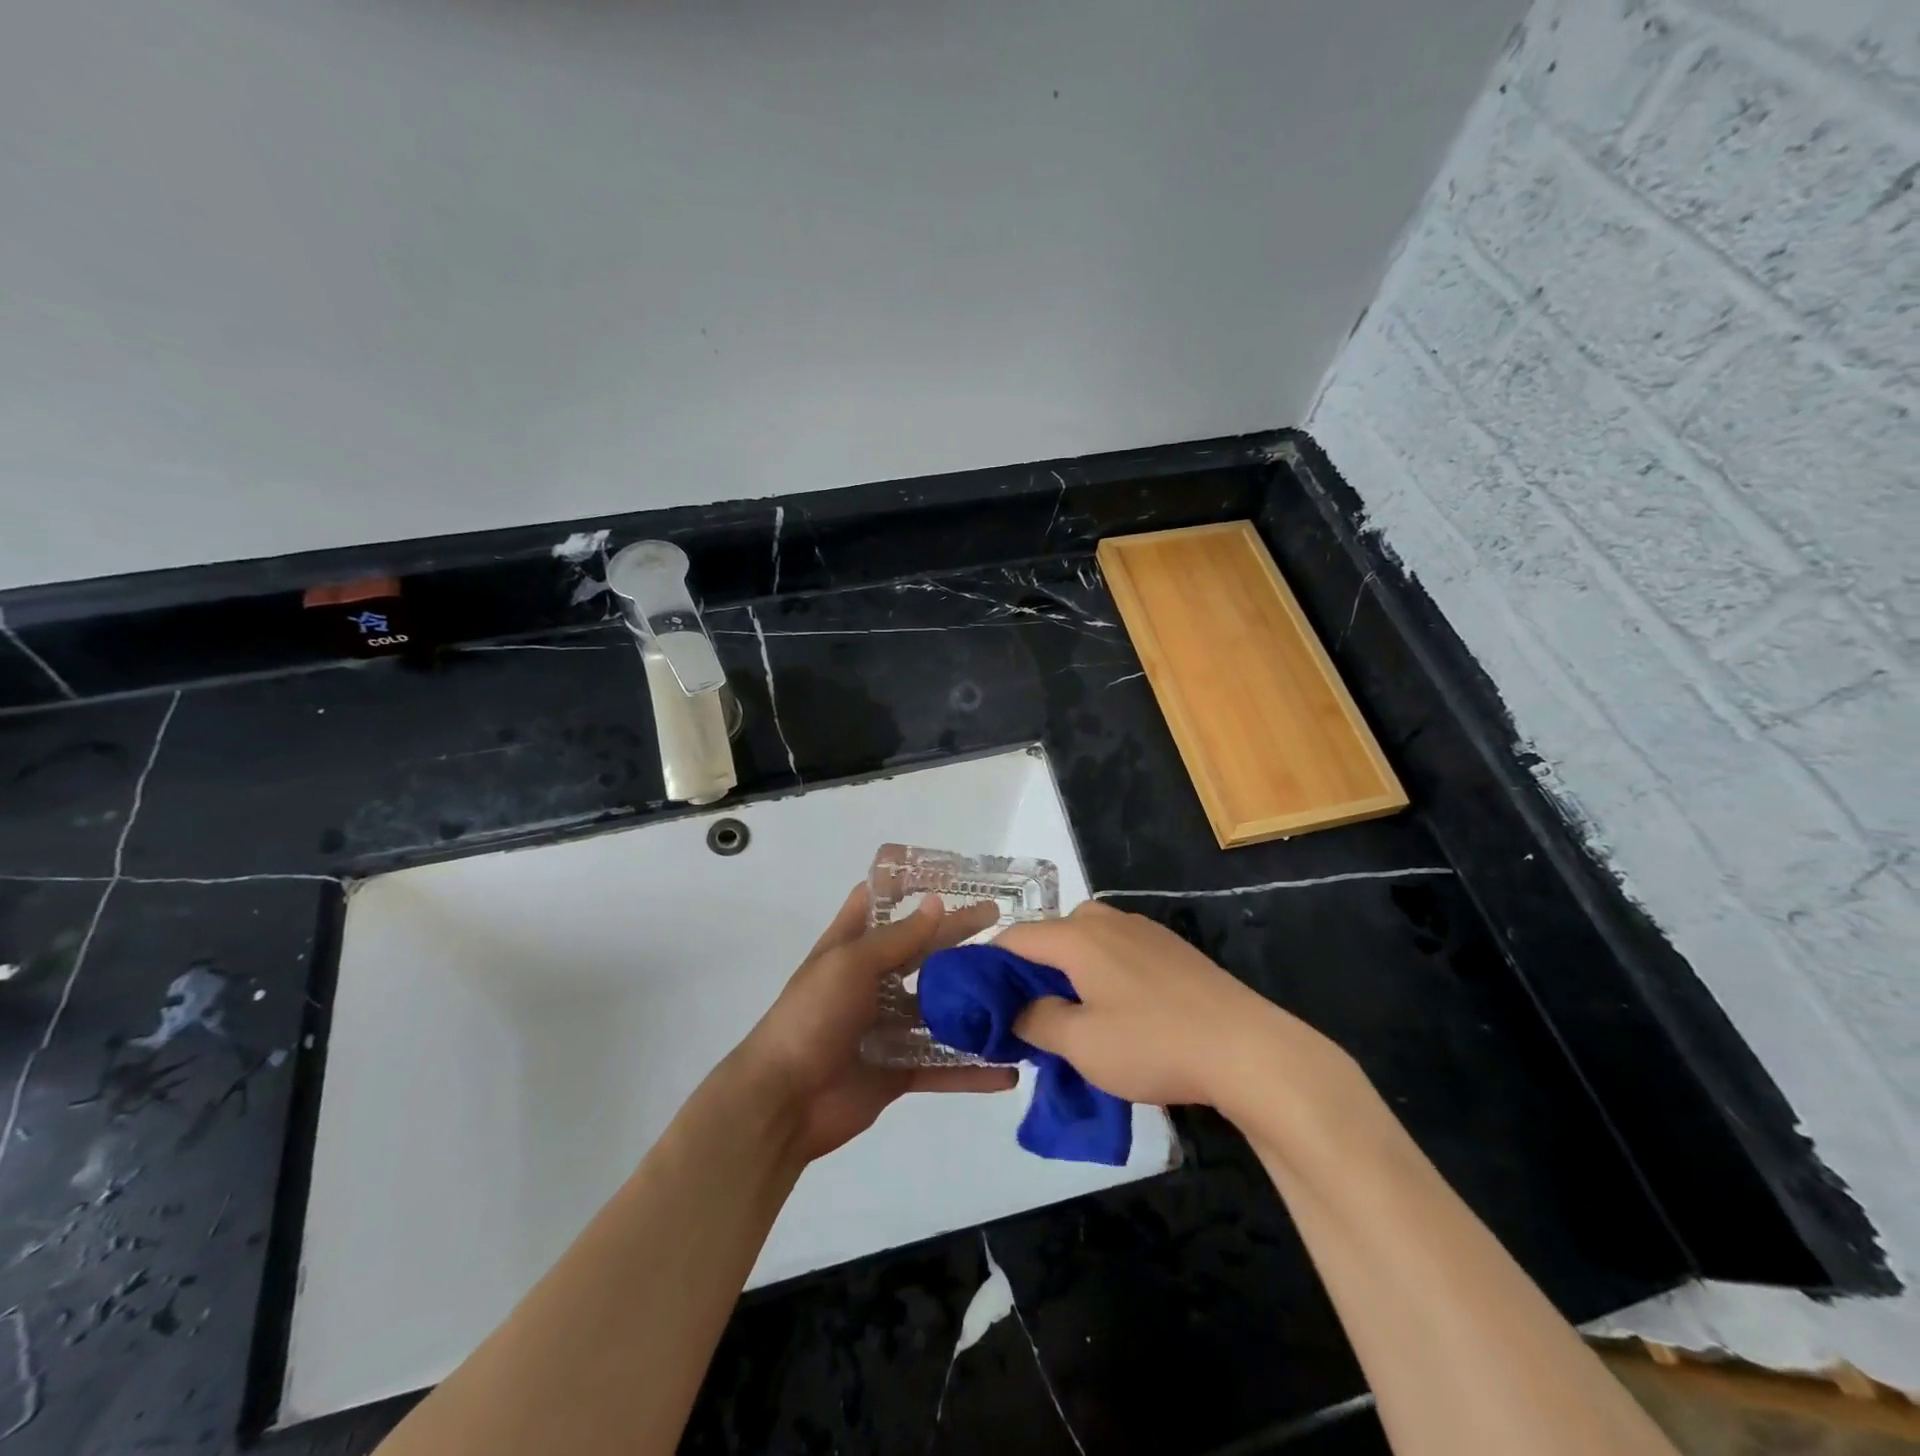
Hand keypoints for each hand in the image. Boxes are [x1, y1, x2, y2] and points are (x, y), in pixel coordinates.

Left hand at [730, 886, 1016, 1162]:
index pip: (880, 903)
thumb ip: (897, 938)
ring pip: (939, 1009)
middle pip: (922, 953)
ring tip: (1019, 992)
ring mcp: (887, 1027)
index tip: (952, 875)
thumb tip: (938, 904)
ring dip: (973, 1003)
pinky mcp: (899, 1069)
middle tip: (1005, 928)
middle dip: (959, 939)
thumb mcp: (849, 964)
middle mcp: (872, 982)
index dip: (909, 885)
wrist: (782, 1102)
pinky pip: (942, 1065)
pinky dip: (972, 1071)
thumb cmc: (811, 1017)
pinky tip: (1008, 1070)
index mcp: (851, 948)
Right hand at [995, 901, 1342, 1111]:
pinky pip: (1116, 952)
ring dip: (1068, 974)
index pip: (1015, 938)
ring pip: (1085, 944)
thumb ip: (1035, 1021)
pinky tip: (1117, 1013)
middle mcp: (1106, 920)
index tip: (979, 1001)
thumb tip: (1015, 1010)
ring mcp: (1142, 930)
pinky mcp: (1171, 948)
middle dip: (1031, 972)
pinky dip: (1100, 974)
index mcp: (1077, 935)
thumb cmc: (1154, 1044)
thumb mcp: (1081, 1044)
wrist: (1247, 1048)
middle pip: (1050, 937)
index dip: (989, 966)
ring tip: (1071, 1019)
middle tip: (1027, 1018)